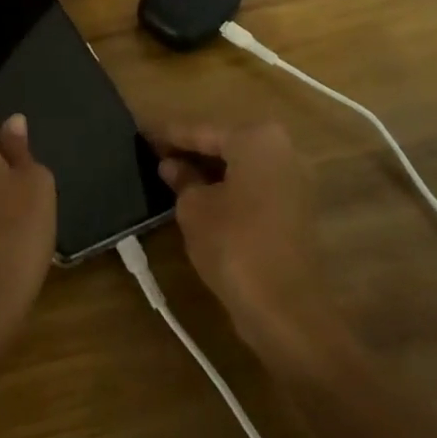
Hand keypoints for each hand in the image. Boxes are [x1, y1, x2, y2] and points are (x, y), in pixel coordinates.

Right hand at [158, 122, 348, 372]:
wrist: (286, 307)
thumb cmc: (234, 245)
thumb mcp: (194, 208)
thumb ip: (182, 179)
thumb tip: (171, 165)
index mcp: (257, 138)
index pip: (201, 130)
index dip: (168, 134)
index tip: (141, 132)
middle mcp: (282, 149)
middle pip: (225, 143)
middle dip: (190, 150)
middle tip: (154, 153)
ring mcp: (293, 179)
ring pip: (240, 165)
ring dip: (209, 170)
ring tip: (170, 174)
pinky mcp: (295, 208)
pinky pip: (253, 185)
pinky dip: (228, 187)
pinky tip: (199, 195)